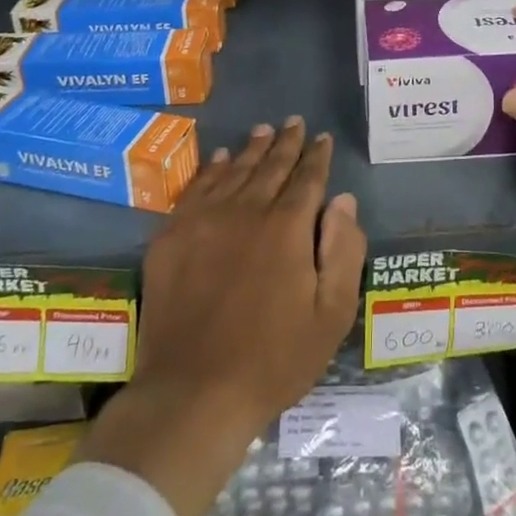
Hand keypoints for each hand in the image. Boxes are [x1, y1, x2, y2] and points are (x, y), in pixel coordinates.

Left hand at [79, 118, 365, 515]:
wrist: (192, 394)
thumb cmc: (273, 359)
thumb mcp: (331, 315)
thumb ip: (343, 250)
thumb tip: (343, 200)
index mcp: (287, 228)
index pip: (307, 178)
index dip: (317, 156)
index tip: (322, 138)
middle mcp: (246, 211)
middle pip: (271, 167)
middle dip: (286, 142)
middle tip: (294, 122)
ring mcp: (204, 221)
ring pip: (235, 171)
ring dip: (252, 149)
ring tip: (263, 130)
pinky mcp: (172, 237)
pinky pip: (197, 189)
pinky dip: (212, 169)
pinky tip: (221, 159)